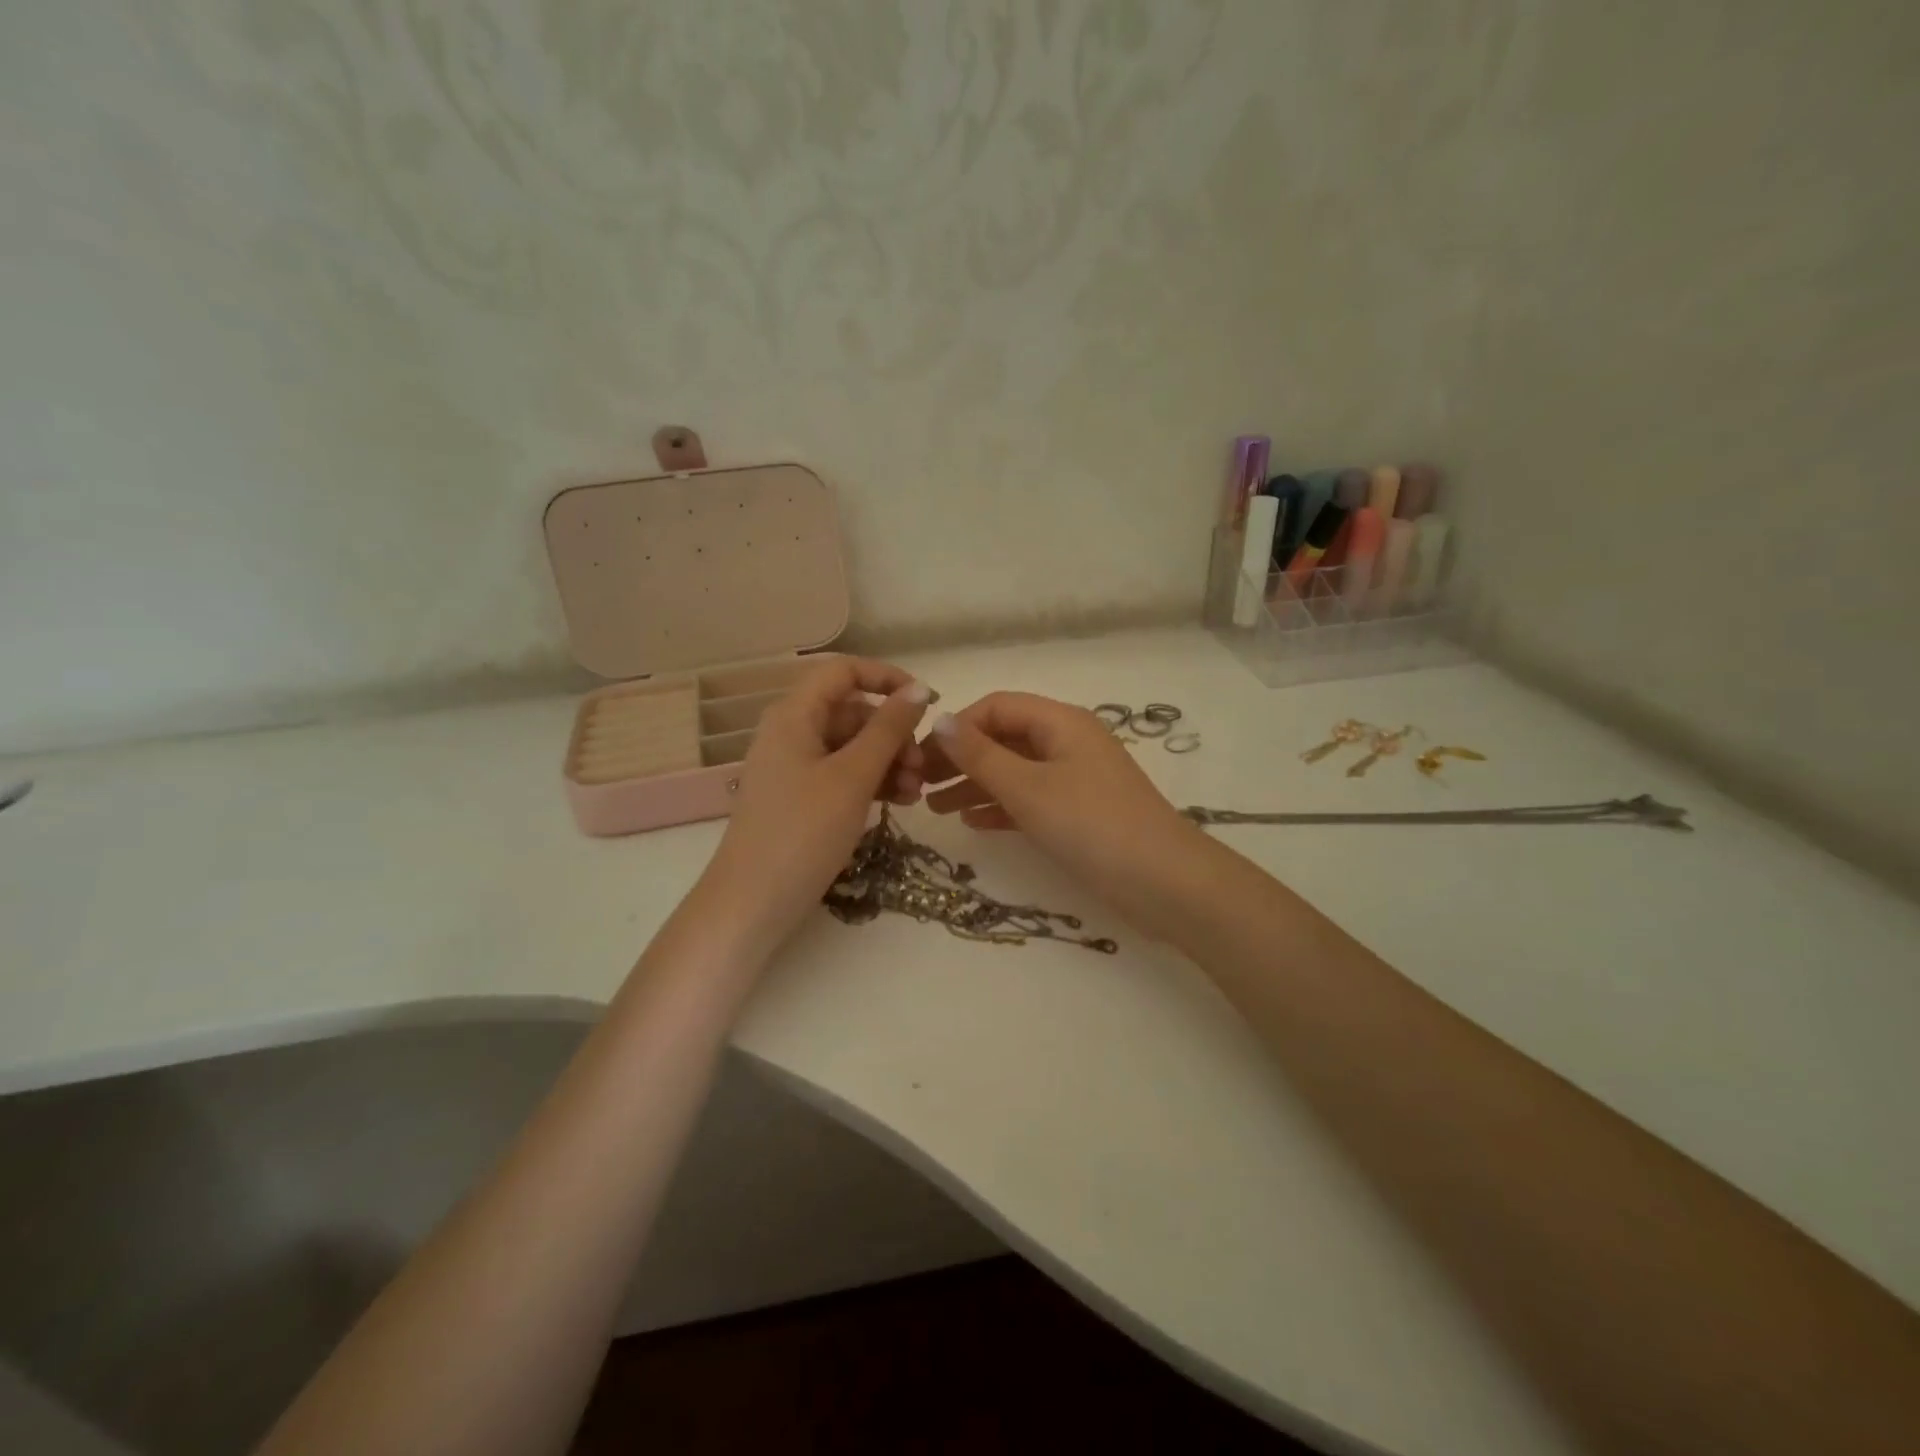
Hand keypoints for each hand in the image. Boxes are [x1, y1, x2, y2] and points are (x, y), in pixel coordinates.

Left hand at [702, 658, 932, 952]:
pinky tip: (901, 802)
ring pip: (852, 746)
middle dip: (893, 733)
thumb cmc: (803, 831)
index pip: (843, 671)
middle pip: (852, 712)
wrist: (752, 902)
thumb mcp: (853, 777)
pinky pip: (843, 774)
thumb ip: (887, 729)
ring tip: (917, 792)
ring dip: (889, 761)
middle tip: (923, 765)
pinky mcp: (802, 797)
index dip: (886, 677)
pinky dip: (873, 782)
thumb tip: (918, 689)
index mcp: (794, 714)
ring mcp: (795, 766)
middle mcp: (792, 732)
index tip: (926, 701)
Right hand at [918, 692, 1207, 916]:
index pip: (997, 707)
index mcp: (1060, 722)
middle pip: (1004, 738)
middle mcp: (1068, 742)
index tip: (922, 756)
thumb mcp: (1029, 788)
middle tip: (920, 785)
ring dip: (975, 785)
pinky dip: (1001, 807)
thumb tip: (941, 719)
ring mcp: (1075, 778)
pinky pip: (1031, 799)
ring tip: (935, 808)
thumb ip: (981, 755)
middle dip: (962, 758)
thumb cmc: (1091, 825)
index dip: (957, 727)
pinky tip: (973, 823)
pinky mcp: (1079, 812)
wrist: (1163, 882)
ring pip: (1015, 771)